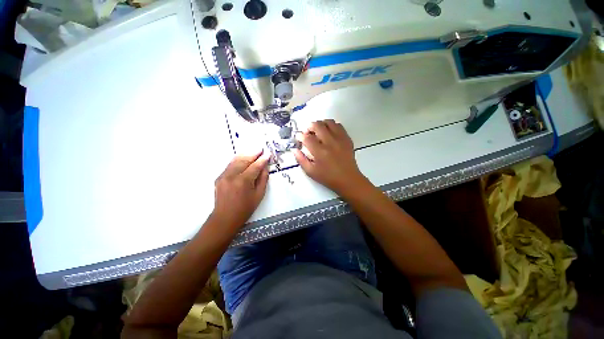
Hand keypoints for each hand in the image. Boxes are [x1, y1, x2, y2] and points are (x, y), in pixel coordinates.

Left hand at [212, 150, 269, 229]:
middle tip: (261, 150)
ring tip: (253, 152)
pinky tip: (243, 159)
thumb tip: (265, 167)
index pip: (255, 166)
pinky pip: (230, 165)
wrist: (225, 218)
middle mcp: (232, 176)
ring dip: (245, 155)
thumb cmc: (245, 208)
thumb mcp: (259, 195)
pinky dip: (237, 160)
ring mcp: (224, 176)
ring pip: (235, 160)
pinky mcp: (219, 177)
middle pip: (244, 160)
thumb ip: (263, 179)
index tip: (268, 154)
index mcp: (243, 181)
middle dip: (254, 154)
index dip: (262, 160)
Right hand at [293, 120, 367, 196]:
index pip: (307, 138)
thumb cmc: (328, 177)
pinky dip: (332, 126)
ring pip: (329, 122)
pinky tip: (329, 133)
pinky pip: (339, 126)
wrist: (348, 180)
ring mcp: (340, 139)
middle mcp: (330, 143)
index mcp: (320, 152)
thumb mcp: (311, 172)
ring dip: (321, 124)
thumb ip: (301, 160)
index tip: (298, 137)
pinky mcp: (347, 139)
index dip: (300, 136)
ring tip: (318, 131)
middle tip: (308, 132)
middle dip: (309, 127)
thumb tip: (294, 149)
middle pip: (318, 125)